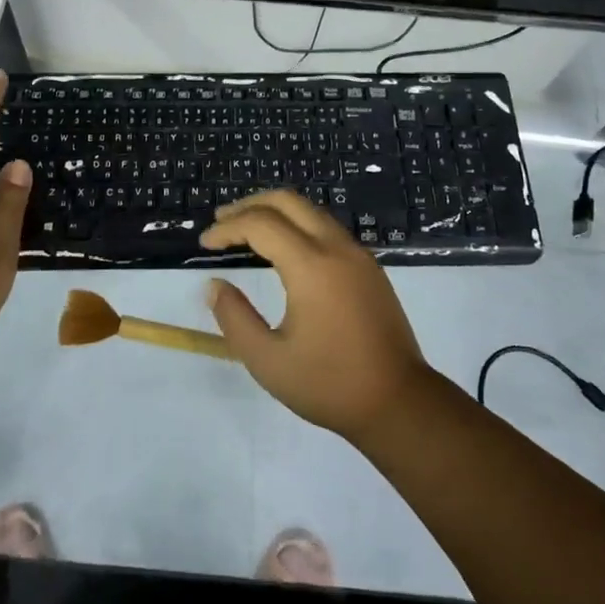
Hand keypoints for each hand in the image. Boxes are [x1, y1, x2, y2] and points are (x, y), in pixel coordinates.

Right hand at [199, 190, 427, 438]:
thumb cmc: (330, 384)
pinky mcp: (369, 267)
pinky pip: (327, 227)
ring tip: (246, 228)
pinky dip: (297, 224)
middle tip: (221, 221)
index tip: (204, 243)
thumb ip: (235, 318)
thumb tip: (215, 286)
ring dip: (275, 211)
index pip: (260, 224)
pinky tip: (283, 247)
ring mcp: (357, 254)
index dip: (228, 228)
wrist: (400, 402)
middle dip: (249, 205)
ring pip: (310, 210)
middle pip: (287, 201)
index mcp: (311, 265)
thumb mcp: (269, 361)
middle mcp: (336, 247)